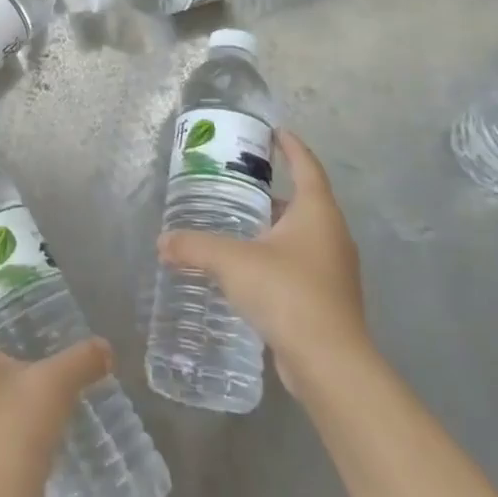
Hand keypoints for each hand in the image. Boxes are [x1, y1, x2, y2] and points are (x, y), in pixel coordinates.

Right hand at [157, 127, 367, 399]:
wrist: (330, 364)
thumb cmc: (287, 293)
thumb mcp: (232, 261)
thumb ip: (195, 246)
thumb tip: (163, 242)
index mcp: (317, 212)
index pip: (306, 165)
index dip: (290, 146)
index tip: (273, 132)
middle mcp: (332, 235)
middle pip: (303, 201)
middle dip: (271, 191)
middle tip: (236, 182)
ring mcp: (334, 270)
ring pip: (301, 236)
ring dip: (272, 227)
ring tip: (236, 225)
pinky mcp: (328, 300)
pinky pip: (299, 265)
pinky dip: (275, 258)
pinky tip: (247, 270)